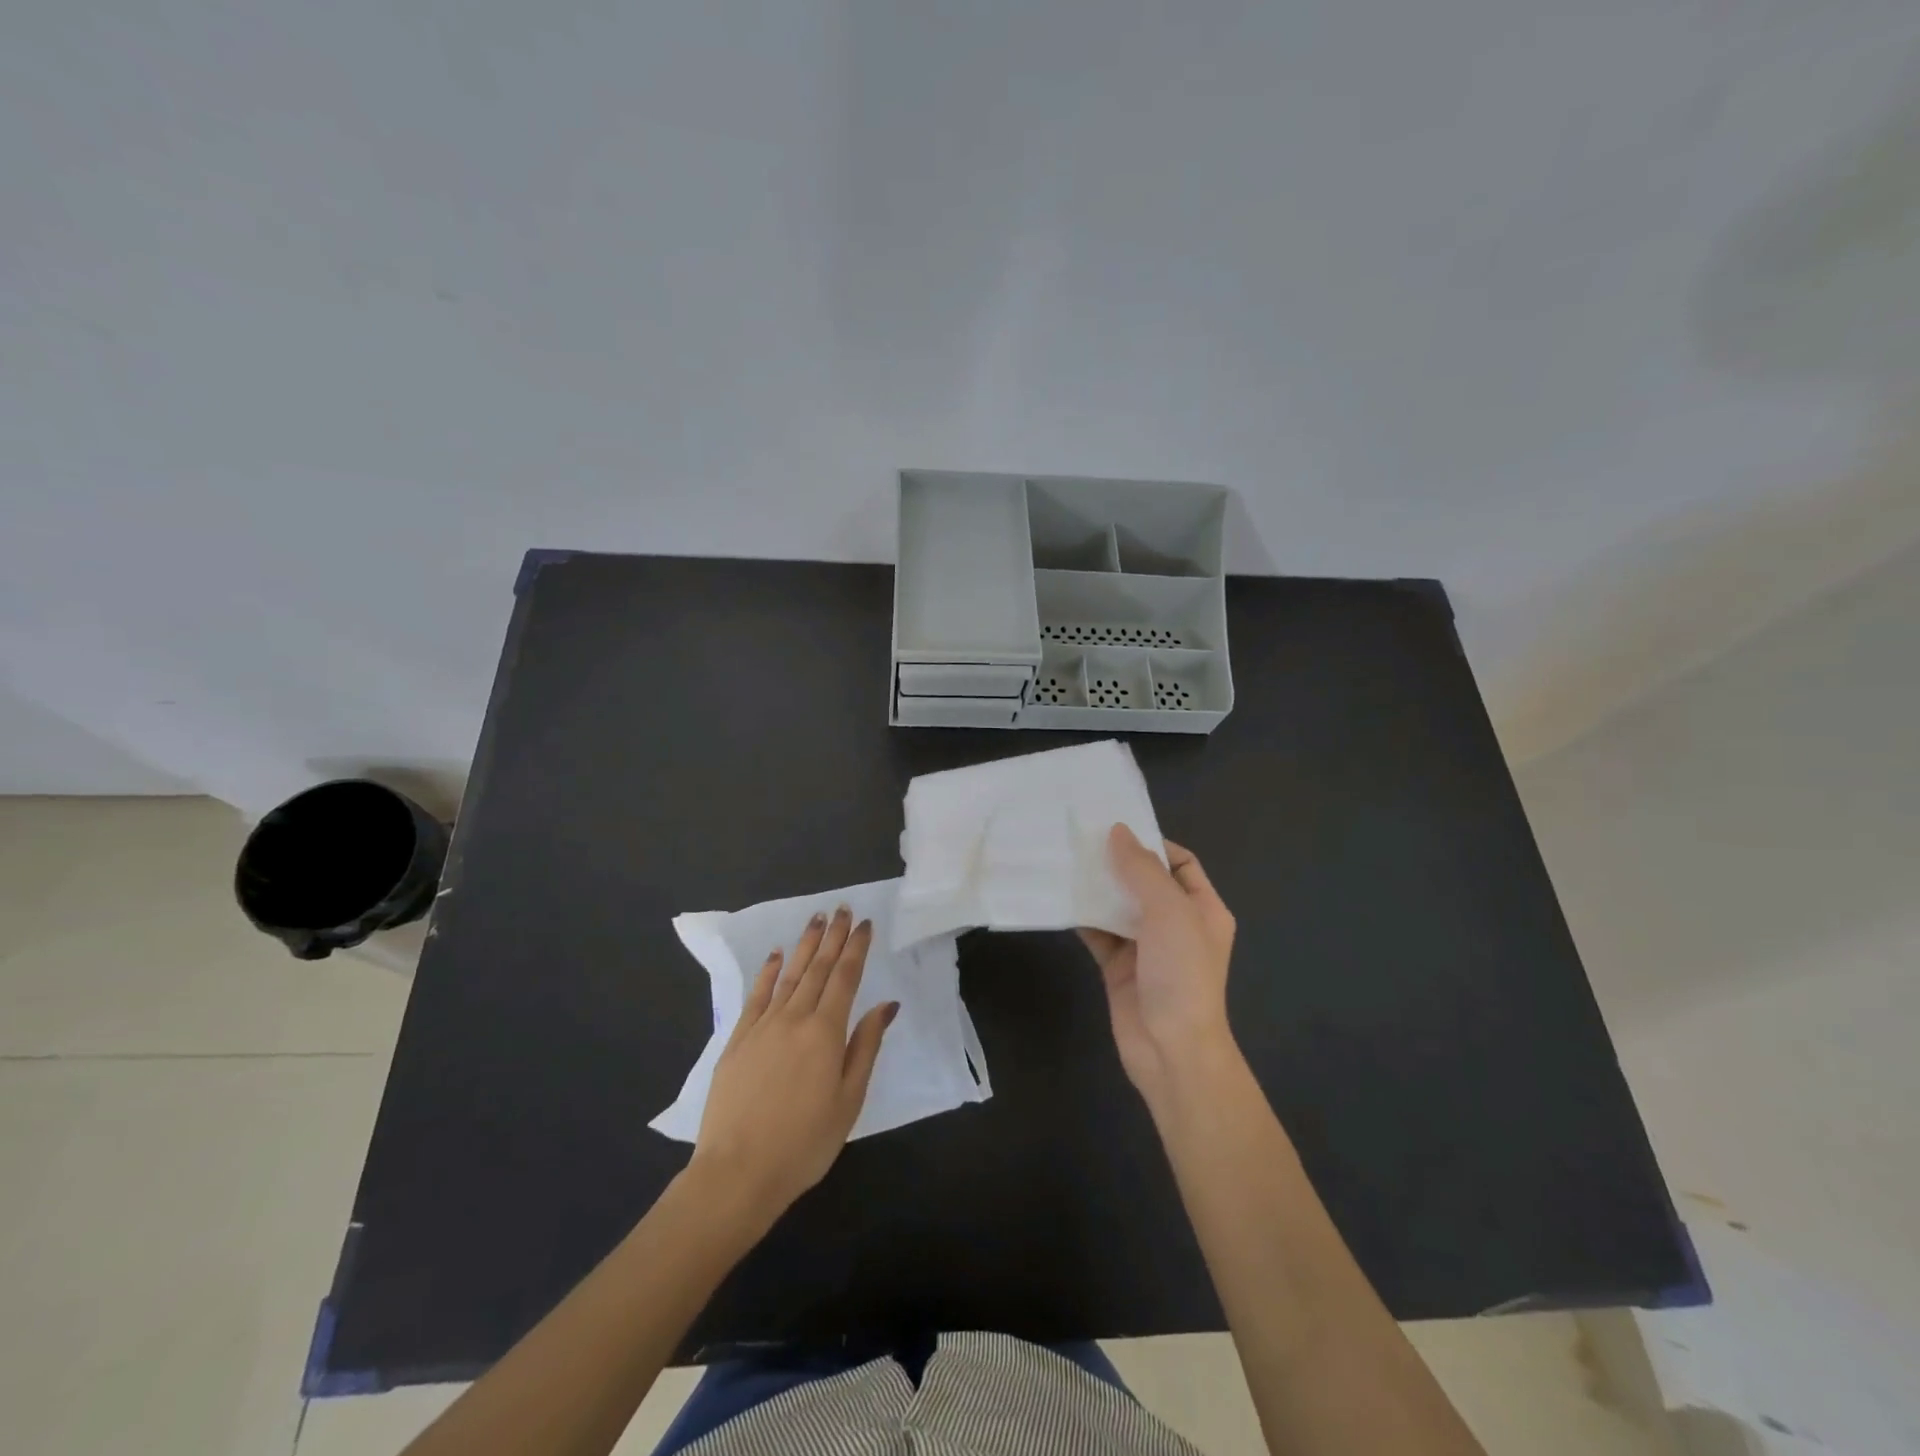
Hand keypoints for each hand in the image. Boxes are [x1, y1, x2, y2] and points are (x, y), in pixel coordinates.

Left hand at [688, 906, 897, 1227]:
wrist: (737, 1172)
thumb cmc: (804, 1143)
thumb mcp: (848, 1100)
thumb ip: (866, 1047)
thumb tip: (885, 1005)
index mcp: (826, 1032)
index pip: (845, 978)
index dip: (855, 948)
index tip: (864, 923)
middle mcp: (794, 1018)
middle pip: (818, 968)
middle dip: (832, 936)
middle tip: (842, 909)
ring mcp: (762, 1026)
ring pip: (789, 975)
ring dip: (804, 945)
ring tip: (815, 919)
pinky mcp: (738, 1040)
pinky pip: (757, 995)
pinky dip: (769, 972)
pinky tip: (776, 956)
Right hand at [1079, 826, 1237, 1110]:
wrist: (1171, 1049)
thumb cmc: (1181, 973)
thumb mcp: (1169, 912)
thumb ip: (1142, 870)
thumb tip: (1118, 832)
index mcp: (1202, 908)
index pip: (1180, 863)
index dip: (1152, 844)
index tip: (1115, 828)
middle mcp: (1175, 924)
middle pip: (1144, 881)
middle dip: (1116, 861)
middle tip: (1079, 838)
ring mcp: (1146, 946)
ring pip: (1117, 906)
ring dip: (1095, 887)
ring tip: (1063, 860)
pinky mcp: (1118, 966)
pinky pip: (1098, 932)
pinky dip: (1081, 917)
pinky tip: (1057, 898)